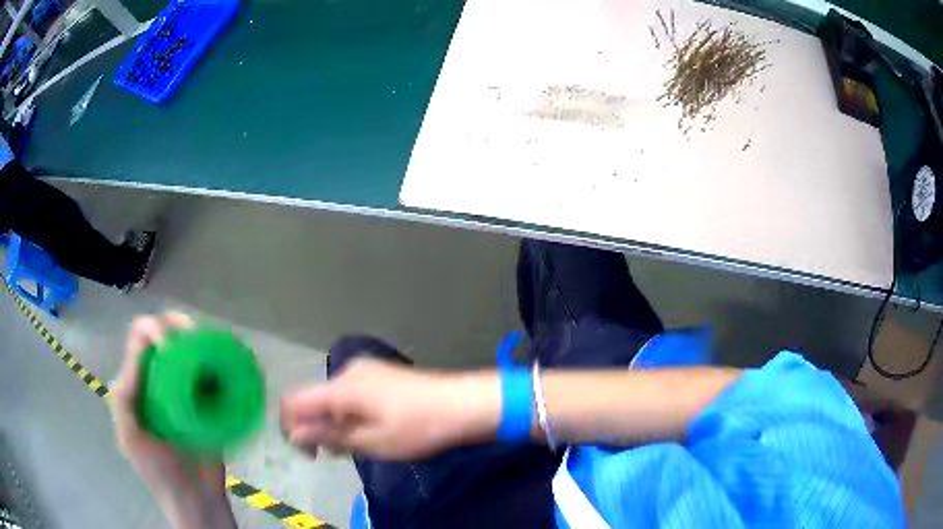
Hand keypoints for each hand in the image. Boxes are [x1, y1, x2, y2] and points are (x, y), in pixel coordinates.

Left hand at [110, 313, 236, 528]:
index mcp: (136, 385)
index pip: (139, 341)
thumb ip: (124, 398)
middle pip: (163, 338)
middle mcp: (157, 382)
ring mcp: (183, 392)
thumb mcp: (130, 437)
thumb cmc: (159, 473)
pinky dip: (215, 362)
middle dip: (176, 325)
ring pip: (187, 351)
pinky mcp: (206, 404)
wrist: (196, 501)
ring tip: (210, 345)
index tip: (171, 341)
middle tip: (194, 335)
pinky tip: (223, 362)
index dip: (152, 329)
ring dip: (197, 340)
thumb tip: (140, 354)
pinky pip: (208, 375)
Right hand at [281, 359, 501, 460]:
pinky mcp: (379, 374)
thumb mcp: (370, 440)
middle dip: (317, 428)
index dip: (291, 427)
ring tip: (358, 445)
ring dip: (335, 423)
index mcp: (341, 387)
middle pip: (314, 399)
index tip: (308, 452)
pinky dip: (350, 414)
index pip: (295, 401)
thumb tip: (294, 434)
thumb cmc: (416, 428)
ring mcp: (366, 370)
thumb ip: (328, 435)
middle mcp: (348, 371)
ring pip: (333, 398)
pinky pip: (350, 394)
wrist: (463, 404)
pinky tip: (369, 429)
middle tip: (339, 453)